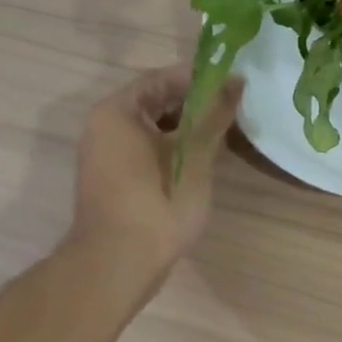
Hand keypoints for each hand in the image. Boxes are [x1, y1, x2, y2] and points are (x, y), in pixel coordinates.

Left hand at [68, 64, 242, 278]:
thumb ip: (214, 115)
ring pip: (152, 127)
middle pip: (155, 101)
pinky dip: (172, 146)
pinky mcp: (113, 177)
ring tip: (223, 131)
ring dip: (186, 126)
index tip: (235, 82)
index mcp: (117, 111)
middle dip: (195, 102)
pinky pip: (145, 148)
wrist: (118, 264)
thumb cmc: (157, 203)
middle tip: (234, 108)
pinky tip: (201, 158)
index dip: (200, 77)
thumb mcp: (194, 156)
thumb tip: (236, 81)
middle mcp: (104, 125)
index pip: (162, 78)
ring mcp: (105, 153)